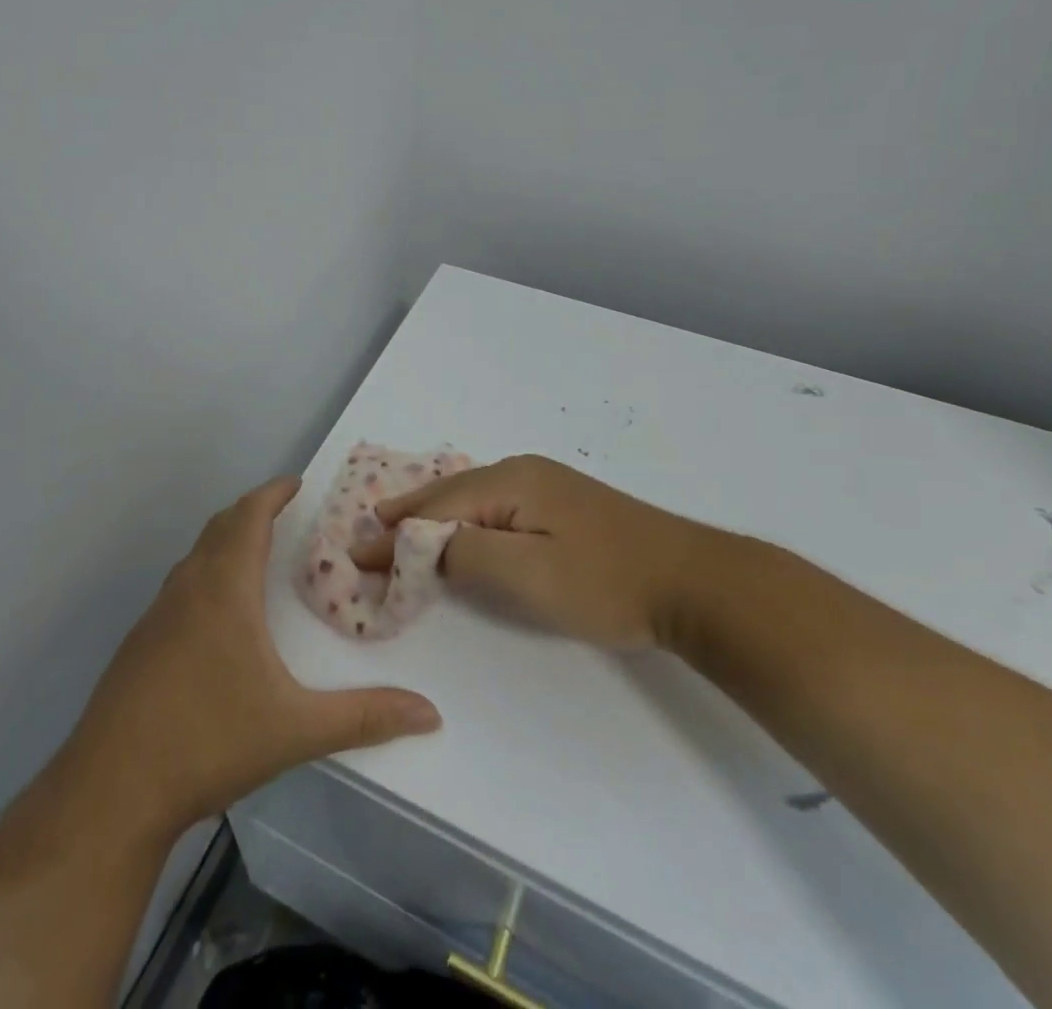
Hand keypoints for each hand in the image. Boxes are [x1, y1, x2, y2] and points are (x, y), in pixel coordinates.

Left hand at [60, 477, 441, 841]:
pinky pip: (178, 588)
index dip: (271, 493)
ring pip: (194, 558)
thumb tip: (430, 713)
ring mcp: (155, 616)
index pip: (248, 518)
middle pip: (219, 528)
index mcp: (224, 590)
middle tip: (280, 511)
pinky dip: (204, 574)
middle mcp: (187, 589)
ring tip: (253, 553)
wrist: (110, 790)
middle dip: (250, 511)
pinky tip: (214, 615)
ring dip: (224, 542)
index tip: (295, 481)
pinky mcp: (137, 645)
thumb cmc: (208, 741)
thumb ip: (365, 717)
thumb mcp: (295, 729)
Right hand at [351, 455, 709, 650]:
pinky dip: (464, 520)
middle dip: (408, 516)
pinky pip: (495, 506)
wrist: (693, 581)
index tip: (358, 555)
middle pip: (449, 494)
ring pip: (472, 498)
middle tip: (369, 535)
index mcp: (510, 480)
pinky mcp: (562, 504)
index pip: (436, 507)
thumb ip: (467, 553)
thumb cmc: (606, 581)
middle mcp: (522, 470)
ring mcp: (545, 484)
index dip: (396, 534)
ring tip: (401, 529)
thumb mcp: (528, 573)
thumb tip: (425, 544)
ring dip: (434, 517)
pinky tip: (459, 528)